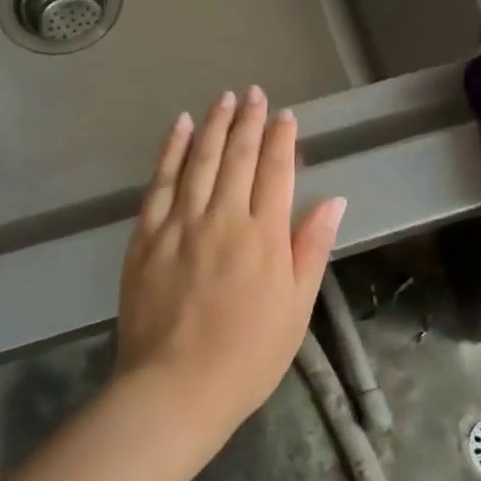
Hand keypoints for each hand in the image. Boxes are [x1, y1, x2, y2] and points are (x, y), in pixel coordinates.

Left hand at [116, 87, 345, 438]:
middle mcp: (223, 218)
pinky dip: (170, 151)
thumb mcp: (296, 308)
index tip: (284, 114)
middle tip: (252, 92)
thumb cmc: (248, 355)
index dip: (281, 139)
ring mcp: (180, 224)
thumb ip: (311, 248)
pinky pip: (160, 183)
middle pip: (237, 157)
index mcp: (264, 236)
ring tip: (223, 99)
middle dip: (247, 121)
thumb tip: (334, 200)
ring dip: (212, 126)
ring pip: (199, 161)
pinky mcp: (146, 236)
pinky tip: (179, 128)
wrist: (176, 388)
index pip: (276, 172)